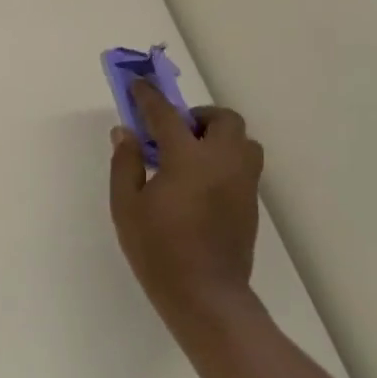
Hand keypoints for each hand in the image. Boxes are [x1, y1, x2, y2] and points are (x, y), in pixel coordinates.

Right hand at [109, 82, 265, 350]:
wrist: (204, 293)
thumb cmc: (157, 249)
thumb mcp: (126, 205)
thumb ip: (126, 163)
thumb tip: (125, 132)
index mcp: (189, 159)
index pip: (166, 115)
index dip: (149, 97)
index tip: (138, 84)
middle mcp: (223, 162)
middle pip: (223, 119)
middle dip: (197, 116)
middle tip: (171, 132)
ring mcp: (243, 182)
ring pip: (242, 140)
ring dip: (217, 136)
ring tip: (189, 156)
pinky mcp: (251, 202)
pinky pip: (244, 163)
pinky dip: (224, 158)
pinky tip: (199, 181)